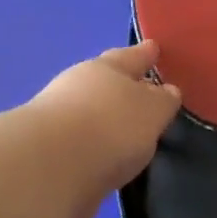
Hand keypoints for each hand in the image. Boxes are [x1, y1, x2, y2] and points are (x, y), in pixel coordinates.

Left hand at [27, 43, 183, 217]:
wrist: (51, 169)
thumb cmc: (110, 127)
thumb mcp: (151, 111)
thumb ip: (162, 101)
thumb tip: (165, 91)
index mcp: (105, 68)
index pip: (130, 56)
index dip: (144, 54)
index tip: (154, 48)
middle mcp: (78, 87)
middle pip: (106, 81)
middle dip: (123, 85)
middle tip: (142, 88)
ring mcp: (60, 119)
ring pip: (91, 111)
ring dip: (108, 117)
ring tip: (128, 128)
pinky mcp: (50, 152)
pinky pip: (83, 141)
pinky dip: (95, 144)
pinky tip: (107, 155)